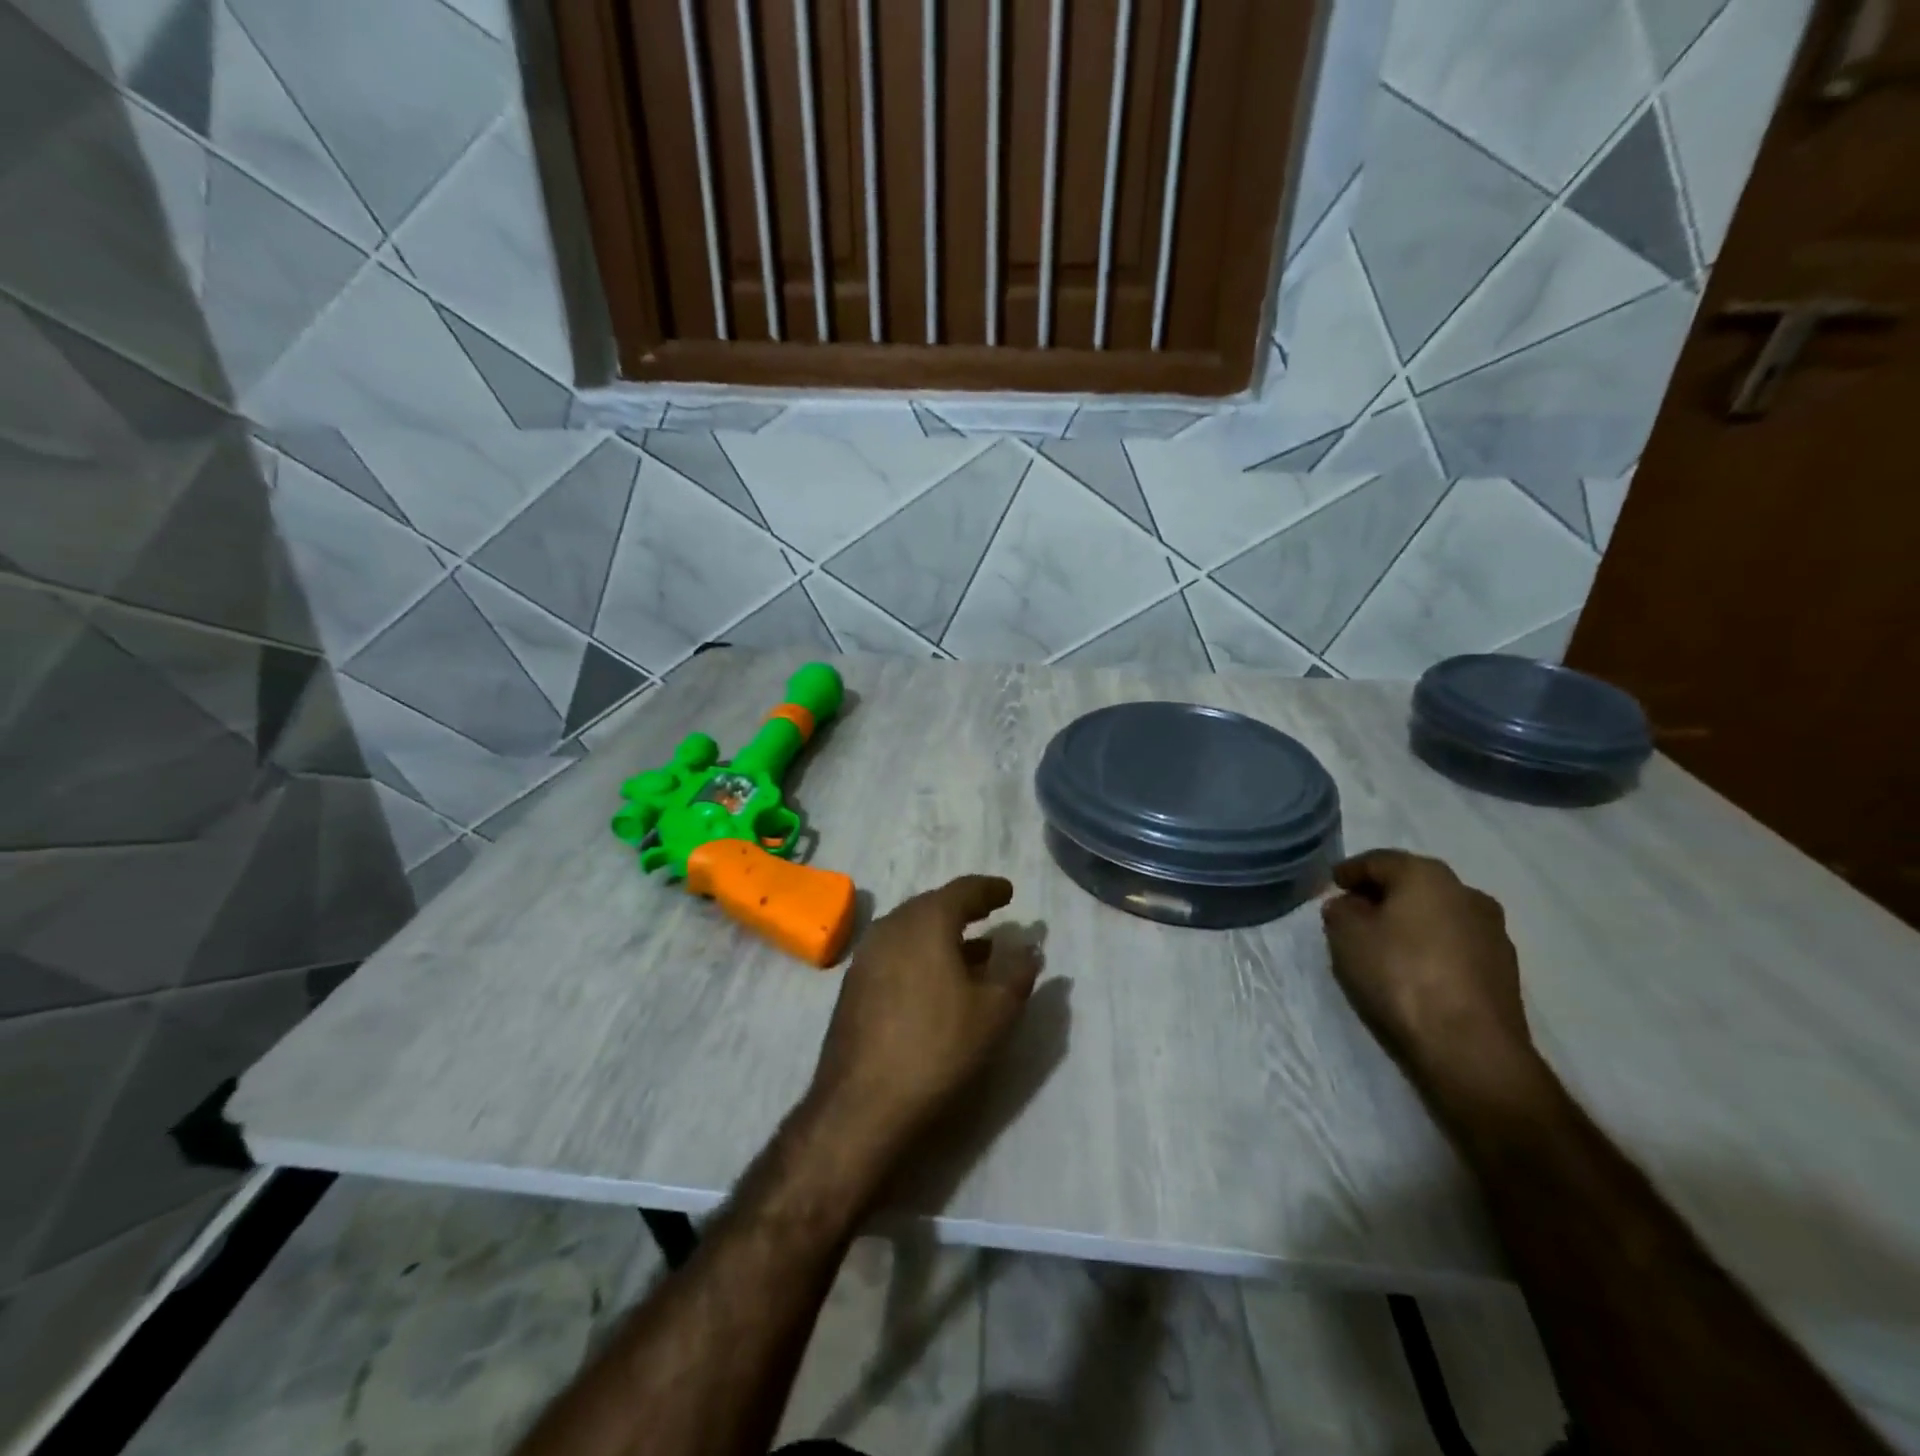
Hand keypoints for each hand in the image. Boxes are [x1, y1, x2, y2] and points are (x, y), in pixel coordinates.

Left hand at [808, 875, 1041, 1156]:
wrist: (862, 1102)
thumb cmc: (938, 1046)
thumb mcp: (994, 1011)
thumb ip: (1017, 972)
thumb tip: (1029, 948)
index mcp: (926, 921)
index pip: (963, 890)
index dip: (989, 889)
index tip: (1008, 892)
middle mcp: (892, 927)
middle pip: (933, 905)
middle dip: (963, 908)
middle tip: (989, 913)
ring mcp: (867, 955)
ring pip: (911, 930)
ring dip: (942, 934)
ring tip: (973, 950)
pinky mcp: (854, 984)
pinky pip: (896, 953)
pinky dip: (921, 954)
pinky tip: (937, 980)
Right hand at [1321, 850, 1549, 1116]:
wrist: (1470, 1048)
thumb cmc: (1399, 976)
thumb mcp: (1346, 936)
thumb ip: (1341, 911)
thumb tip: (1350, 906)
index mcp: (1427, 875)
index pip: (1378, 860)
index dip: (1350, 870)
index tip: (1332, 883)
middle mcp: (1466, 893)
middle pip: (1413, 884)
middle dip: (1383, 894)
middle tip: (1354, 911)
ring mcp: (1492, 932)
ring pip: (1438, 914)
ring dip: (1410, 922)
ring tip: (1383, 944)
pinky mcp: (1504, 969)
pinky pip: (1455, 944)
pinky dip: (1431, 947)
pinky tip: (1413, 969)